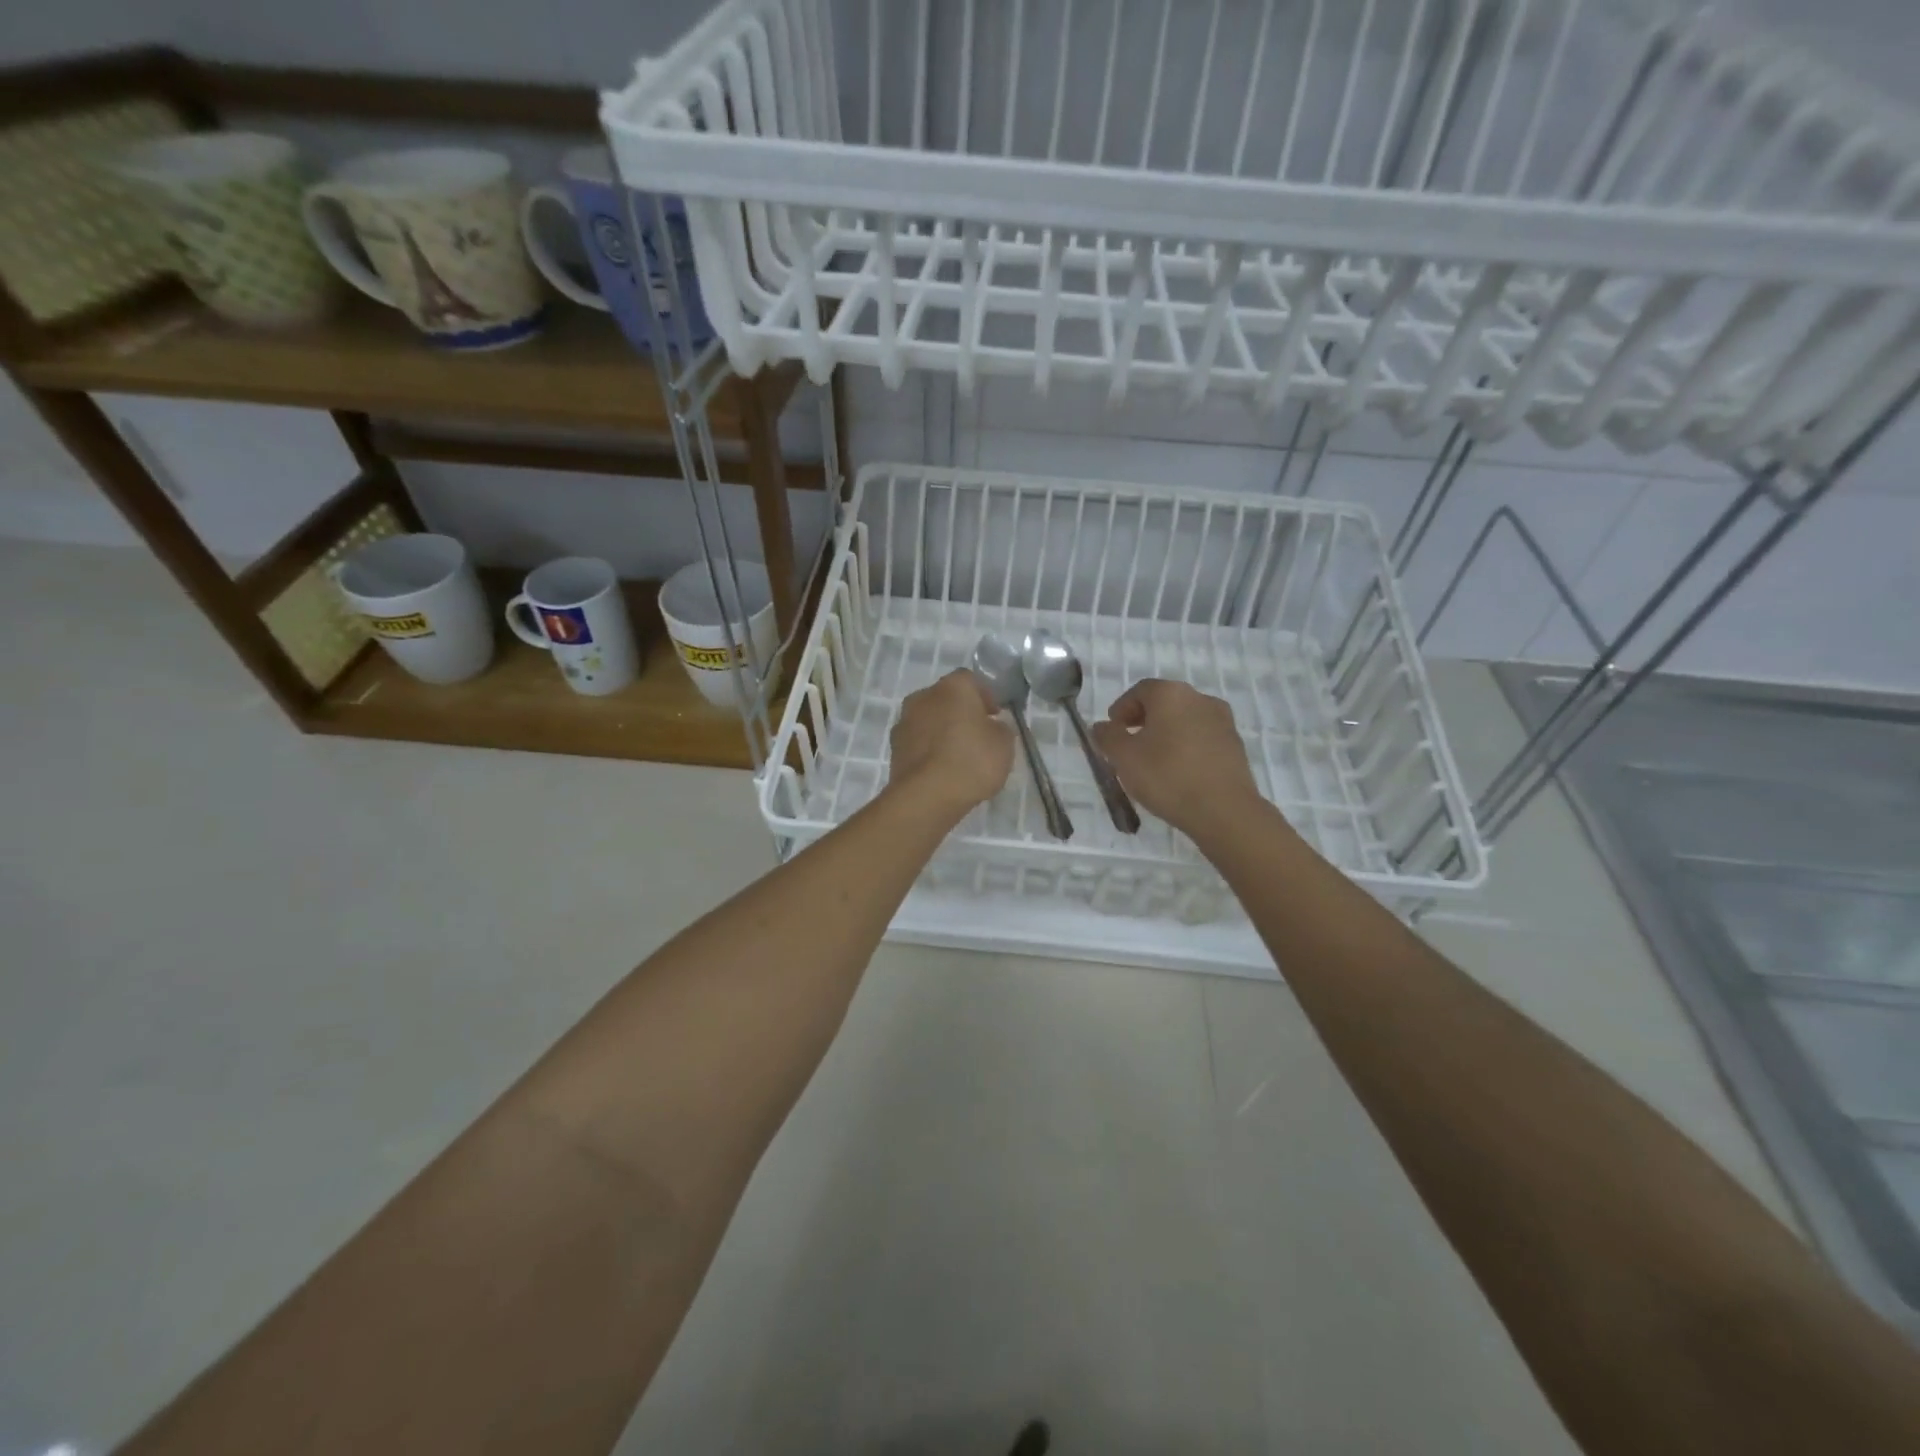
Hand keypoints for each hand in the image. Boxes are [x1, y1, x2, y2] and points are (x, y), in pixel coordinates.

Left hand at [888, 669, 1014, 819]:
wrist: (926, 796)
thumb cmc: (971, 761)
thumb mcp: (1004, 744)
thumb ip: (1000, 729)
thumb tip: (992, 727)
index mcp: (952, 687)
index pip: (971, 680)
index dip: (985, 696)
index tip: (995, 716)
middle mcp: (924, 696)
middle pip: (946, 698)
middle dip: (961, 712)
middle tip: (978, 734)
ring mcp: (904, 721)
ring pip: (930, 719)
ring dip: (943, 730)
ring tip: (959, 756)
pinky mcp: (894, 747)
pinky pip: (918, 741)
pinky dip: (929, 749)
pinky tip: (942, 769)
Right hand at [1090, 679, 1261, 839]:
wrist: (1224, 810)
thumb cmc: (1167, 776)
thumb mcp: (1124, 758)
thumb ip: (1108, 737)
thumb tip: (1102, 726)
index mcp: (1171, 694)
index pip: (1139, 691)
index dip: (1121, 709)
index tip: (1112, 731)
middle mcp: (1200, 698)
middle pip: (1164, 702)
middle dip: (1143, 720)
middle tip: (1129, 745)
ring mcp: (1222, 721)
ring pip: (1184, 720)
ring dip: (1166, 734)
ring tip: (1153, 761)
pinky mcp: (1235, 744)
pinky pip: (1202, 738)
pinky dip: (1186, 747)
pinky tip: (1178, 772)